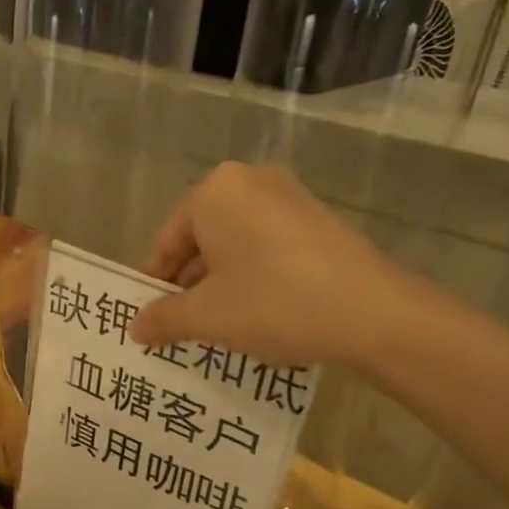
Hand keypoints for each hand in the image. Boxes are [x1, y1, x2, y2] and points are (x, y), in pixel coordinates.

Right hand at [129, 162, 418, 370]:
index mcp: (214, 192)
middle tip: (184, 326)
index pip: (166, 242)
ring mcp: (289, 196)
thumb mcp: (207, 317)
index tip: (152, 320)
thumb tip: (135, 327)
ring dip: (221, 283)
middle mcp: (249, 181)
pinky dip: (254, 275)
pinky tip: (260, 312)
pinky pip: (267, 245)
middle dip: (189, 284)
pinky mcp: (318, 218)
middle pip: (200, 239)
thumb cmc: (273, 303)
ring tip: (221, 325)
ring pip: (235, 244)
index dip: (155, 285)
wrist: (373, 313)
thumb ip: (163, 318)